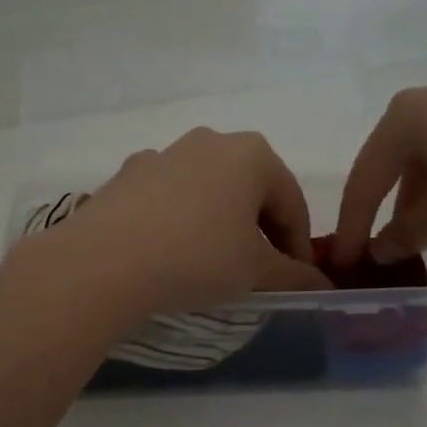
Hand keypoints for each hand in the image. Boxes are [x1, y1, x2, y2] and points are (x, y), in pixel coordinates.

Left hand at [40, 128, 332, 315]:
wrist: (105, 261)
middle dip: (259, 231)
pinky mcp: (126, 175)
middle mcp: (209, 141)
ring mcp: (162, 154)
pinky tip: (169, 254)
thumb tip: (322, 285)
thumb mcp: (256, 273)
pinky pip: (168, 199)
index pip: (292, 203)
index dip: (300, 246)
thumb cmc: (198, 258)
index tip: (299, 281)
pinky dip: (179, 222)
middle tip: (259, 272)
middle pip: (249, 191)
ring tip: (212, 265)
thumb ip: (295, 276)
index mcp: (251, 154)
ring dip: (218, 224)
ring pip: (207, 192)